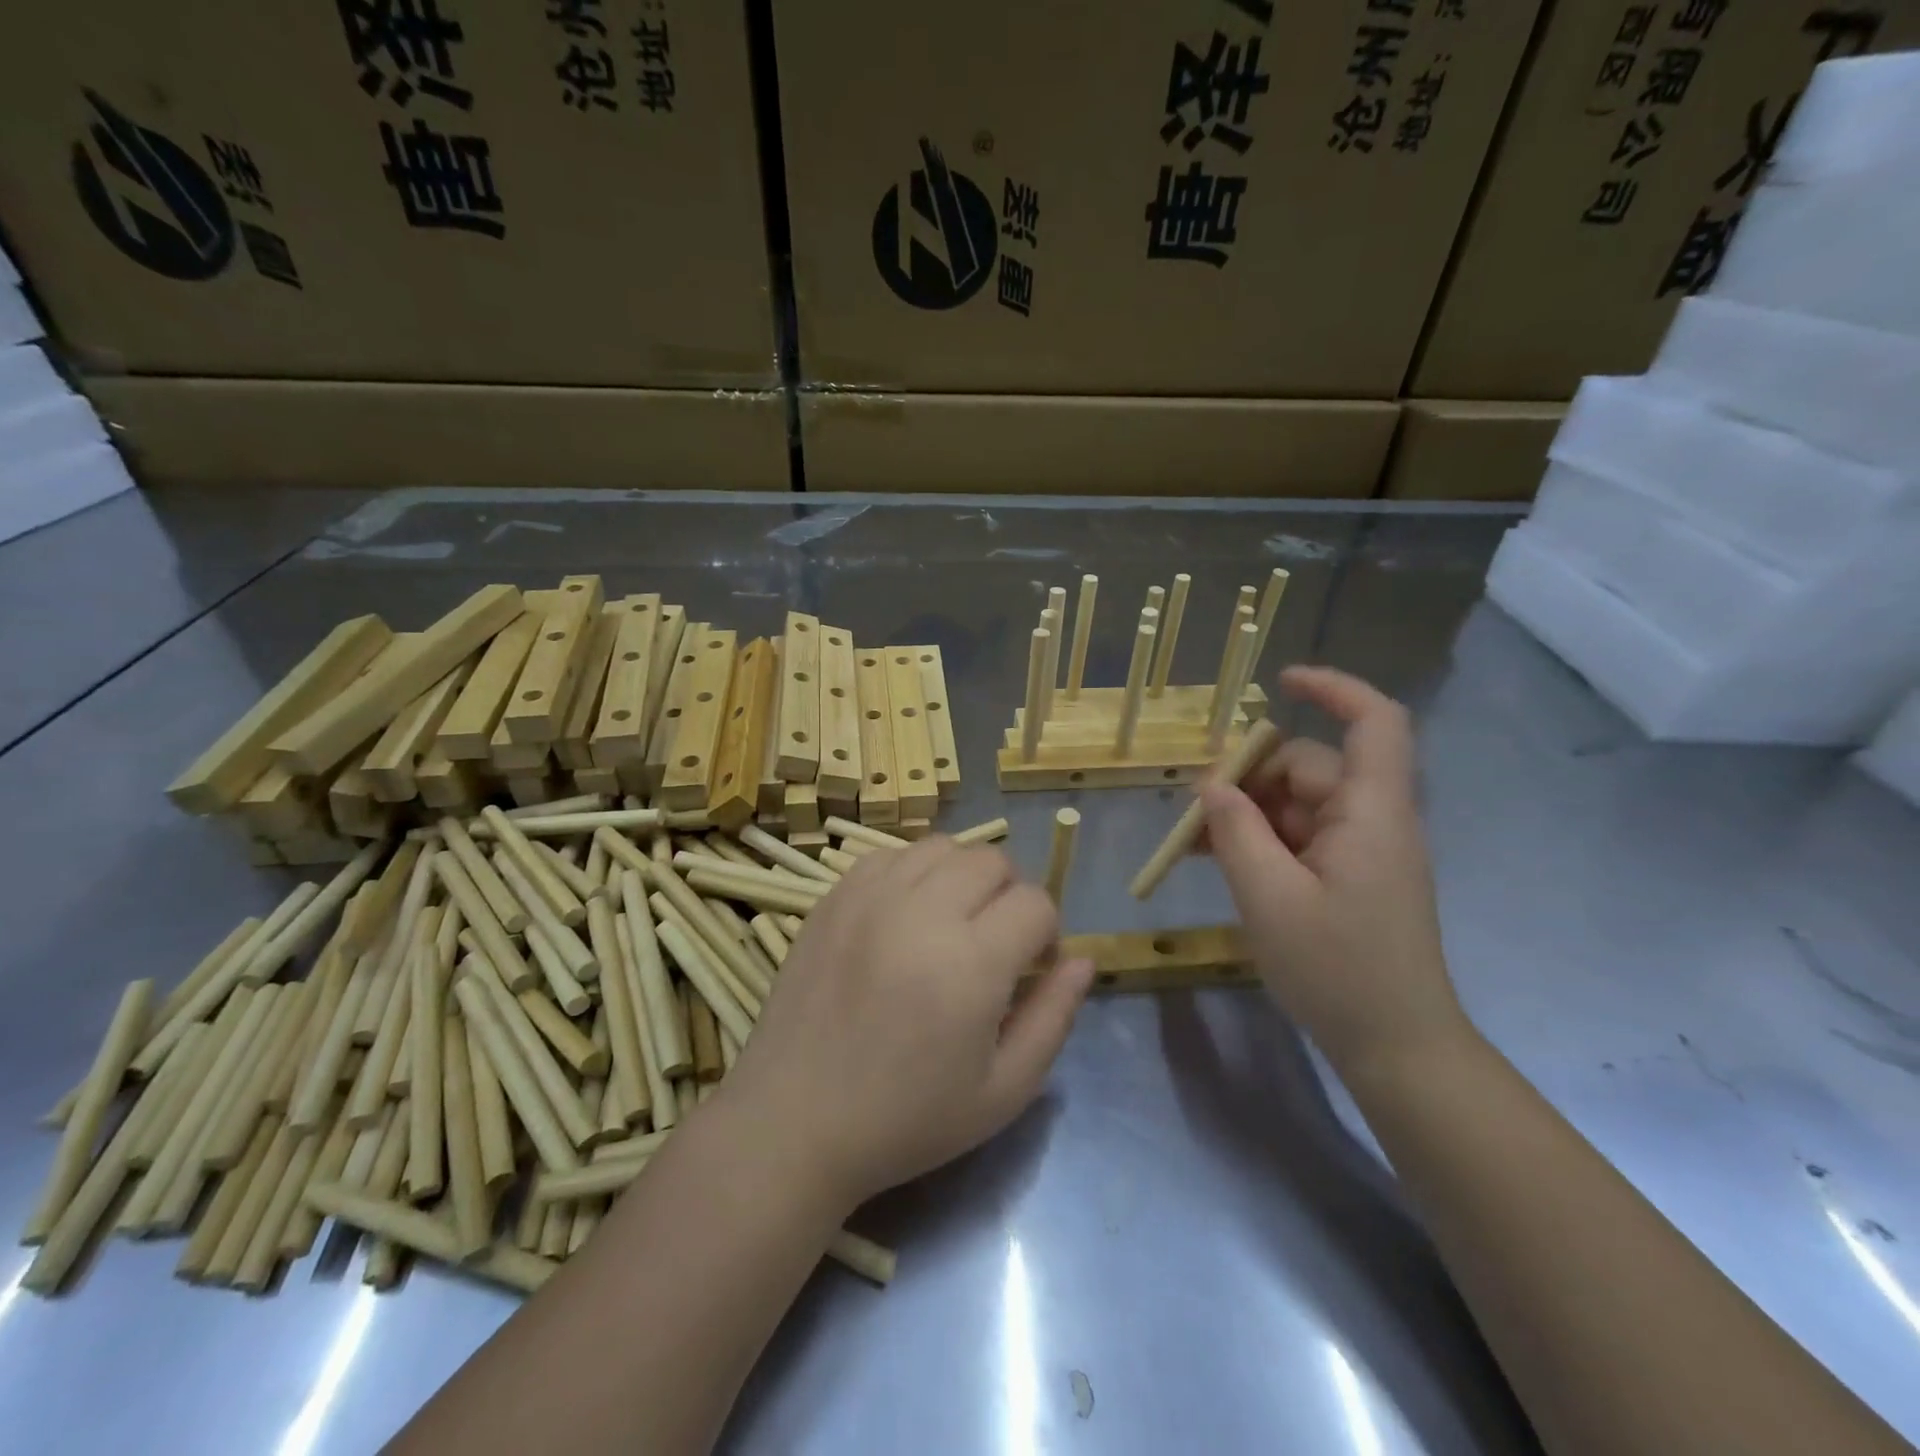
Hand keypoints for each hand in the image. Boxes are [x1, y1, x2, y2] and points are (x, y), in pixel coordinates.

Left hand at [719, 838, 1092, 1208]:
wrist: (794, 1122)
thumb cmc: (906, 1120)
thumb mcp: (1003, 1091)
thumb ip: (1054, 1017)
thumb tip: (1083, 960)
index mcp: (970, 963)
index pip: (1035, 902)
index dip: (1046, 932)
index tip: (1030, 967)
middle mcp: (921, 913)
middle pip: (992, 860)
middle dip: (1009, 895)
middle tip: (994, 943)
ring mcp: (870, 897)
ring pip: (942, 847)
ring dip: (962, 876)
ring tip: (950, 922)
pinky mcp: (833, 897)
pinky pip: (891, 855)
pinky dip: (913, 873)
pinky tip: (905, 916)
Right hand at [1201, 666, 1468, 1074]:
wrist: (1396, 1047)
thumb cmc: (1339, 971)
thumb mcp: (1270, 899)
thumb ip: (1237, 832)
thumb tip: (1211, 783)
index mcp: (1372, 813)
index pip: (1374, 722)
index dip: (1332, 688)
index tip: (1277, 682)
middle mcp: (1371, 819)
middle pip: (1310, 767)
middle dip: (1249, 777)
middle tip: (1193, 809)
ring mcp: (1359, 850)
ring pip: (1295, 804)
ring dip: (1244, 814)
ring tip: (1192, 844)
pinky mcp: (1346, 877)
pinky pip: (1296, 838)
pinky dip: (1257, 840)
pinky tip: (1213, 859)